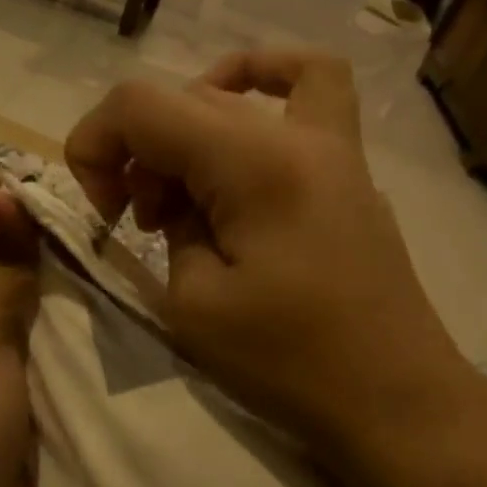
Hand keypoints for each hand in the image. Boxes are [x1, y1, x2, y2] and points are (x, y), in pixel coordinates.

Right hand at [65, 51, 479, 465]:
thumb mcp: (195, 305)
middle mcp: (298, 133)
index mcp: (253, 163)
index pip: (142, 105)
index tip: (101, 213)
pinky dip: (263, 87)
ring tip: (184, 203)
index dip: (94, 145)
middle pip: (184, 99)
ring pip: (234, 96)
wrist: (392, 399)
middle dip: (137, 154)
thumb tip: (177, 203)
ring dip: (186, 136)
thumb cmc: (290, 363)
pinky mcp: (350, 172)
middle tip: (139, 225)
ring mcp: (336, 145)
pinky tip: (243, 118)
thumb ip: (171, 231)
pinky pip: (311, 90)